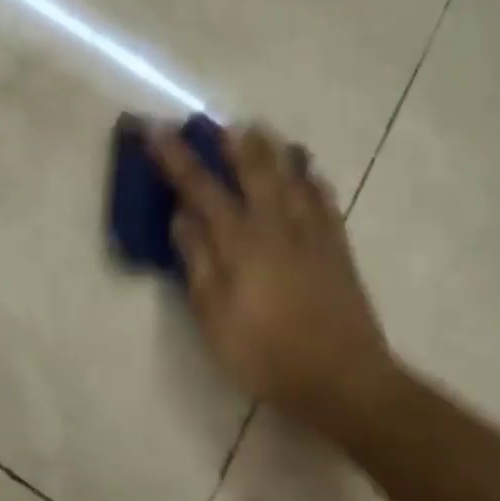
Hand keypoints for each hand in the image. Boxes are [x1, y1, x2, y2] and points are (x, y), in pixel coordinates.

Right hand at [153, 124, 397, 434]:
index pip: (200, 188)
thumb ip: (197, 261)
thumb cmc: (266, 353)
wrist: (344, 380)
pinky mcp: (337, 249)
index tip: (155, 129)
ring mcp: (311, 234)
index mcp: (240, 241)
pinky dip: (312, 179)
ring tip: (259, 129)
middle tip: (214, 120)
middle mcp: (275, 225)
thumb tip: (181, 217)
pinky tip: (309, 171)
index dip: (174, 157)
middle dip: (229, 141)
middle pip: (253, 169)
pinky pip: (324, 200)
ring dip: (272, 149)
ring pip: (292, 176)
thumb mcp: (213, 316)